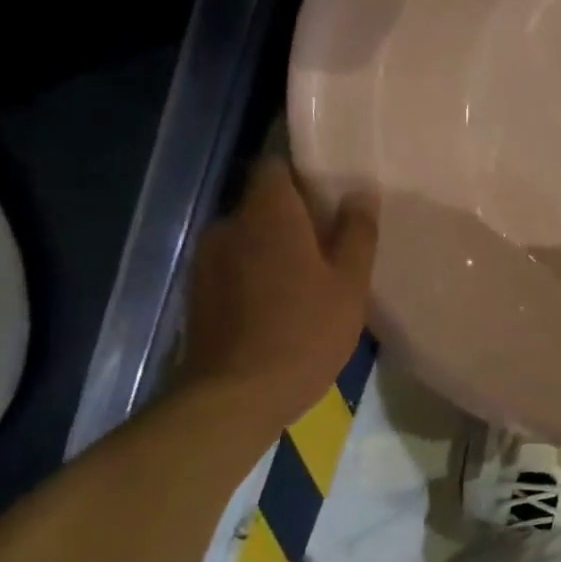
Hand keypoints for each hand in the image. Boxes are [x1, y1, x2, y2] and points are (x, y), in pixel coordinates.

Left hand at [182, 158, 376, 428]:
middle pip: (264, 202)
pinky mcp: (198, 292)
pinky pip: (236, 264)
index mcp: (268, 216)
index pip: (275, 165)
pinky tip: (283, 301)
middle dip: (296, 214)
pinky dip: (258, 271)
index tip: (332, 190)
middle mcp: (229, 226)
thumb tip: (361, 192)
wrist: (235, 396)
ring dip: (277, 245)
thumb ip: (357, 232)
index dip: (303, 171)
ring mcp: (208, 260)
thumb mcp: (349, 283)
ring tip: (311, 275)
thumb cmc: (305, 332)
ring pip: (249, 236)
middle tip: (334, 240)